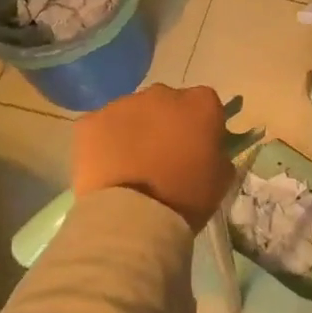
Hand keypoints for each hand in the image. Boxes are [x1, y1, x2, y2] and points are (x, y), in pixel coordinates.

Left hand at [73, 84, 234, 229]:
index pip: (205, 104)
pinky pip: (101, 126)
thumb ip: (217, 152)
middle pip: (167, 103)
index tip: (197, 148)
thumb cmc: (186, 198)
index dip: (201, 126)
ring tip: (130, 166)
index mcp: (200, 104)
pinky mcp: (91, 121)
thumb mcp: (221, 177)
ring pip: (132, 113)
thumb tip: (207, 148)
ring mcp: (123, 104)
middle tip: (162, 157)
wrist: (132, 218)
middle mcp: (162, 94)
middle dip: (166, 123)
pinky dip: (103, 141)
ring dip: (134, 131)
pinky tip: (106, 167)